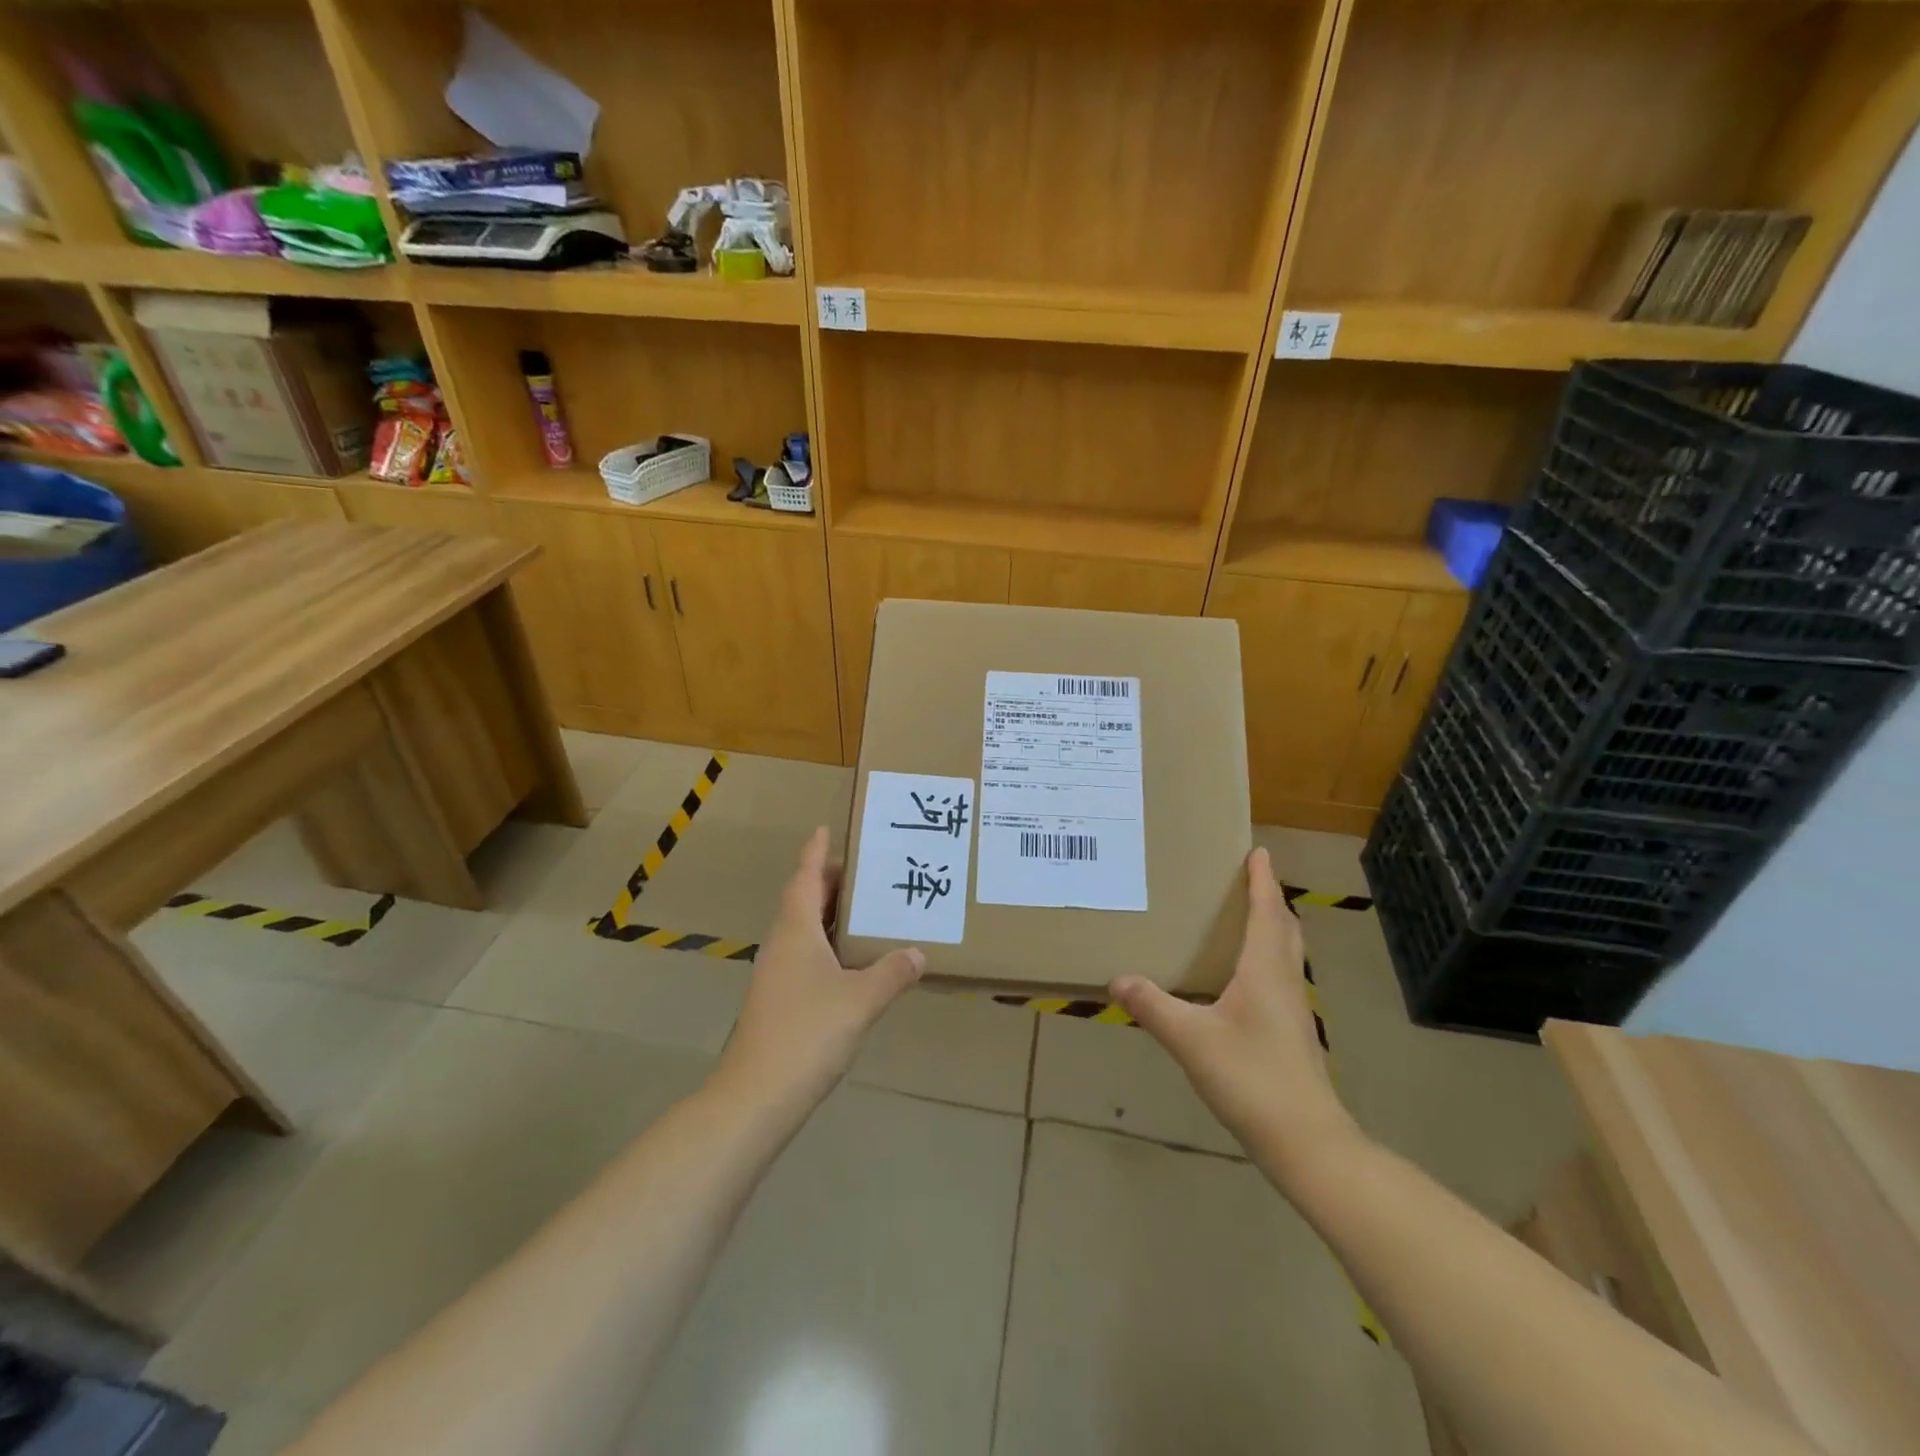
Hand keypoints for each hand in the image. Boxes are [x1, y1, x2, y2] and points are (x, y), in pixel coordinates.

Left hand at [712, 827, 924, 1114]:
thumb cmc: (808, 1032)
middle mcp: (782, 944)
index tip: (825, 829)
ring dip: (829, 914)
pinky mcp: (779, 1000)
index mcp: (796, 930)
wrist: (756, 1096)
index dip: (815, 853)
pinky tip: (853, 961)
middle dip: (829, 882)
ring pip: (804, 930)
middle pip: (803, 900)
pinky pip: (806, 955)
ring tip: (865, 908)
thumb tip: (919, 953)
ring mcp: (777, 974)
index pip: (805, 877)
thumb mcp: (861, 999)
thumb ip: (892, 973)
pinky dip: (829, 945)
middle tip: (864, 869)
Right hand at [1111, 848, 1358, 1164]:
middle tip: (1248, 881)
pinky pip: (1280, 978)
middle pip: (1284, 929)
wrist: (1306, 1141)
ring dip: (1272, 929)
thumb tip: (1117, 979)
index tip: (1259, 851)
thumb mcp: (1191, 1039)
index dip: (1263, 881)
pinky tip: (1241, 980)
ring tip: (1244, 920)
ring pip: (1286, 955)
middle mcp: (1285, 982)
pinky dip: (1266, 960)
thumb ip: (1153, 1007)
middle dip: (1270, 900)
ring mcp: (1294, 1010)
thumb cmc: (1251, 1078)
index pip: (1267, 912)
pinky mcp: (1293, 1034)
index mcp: (1265, 971)